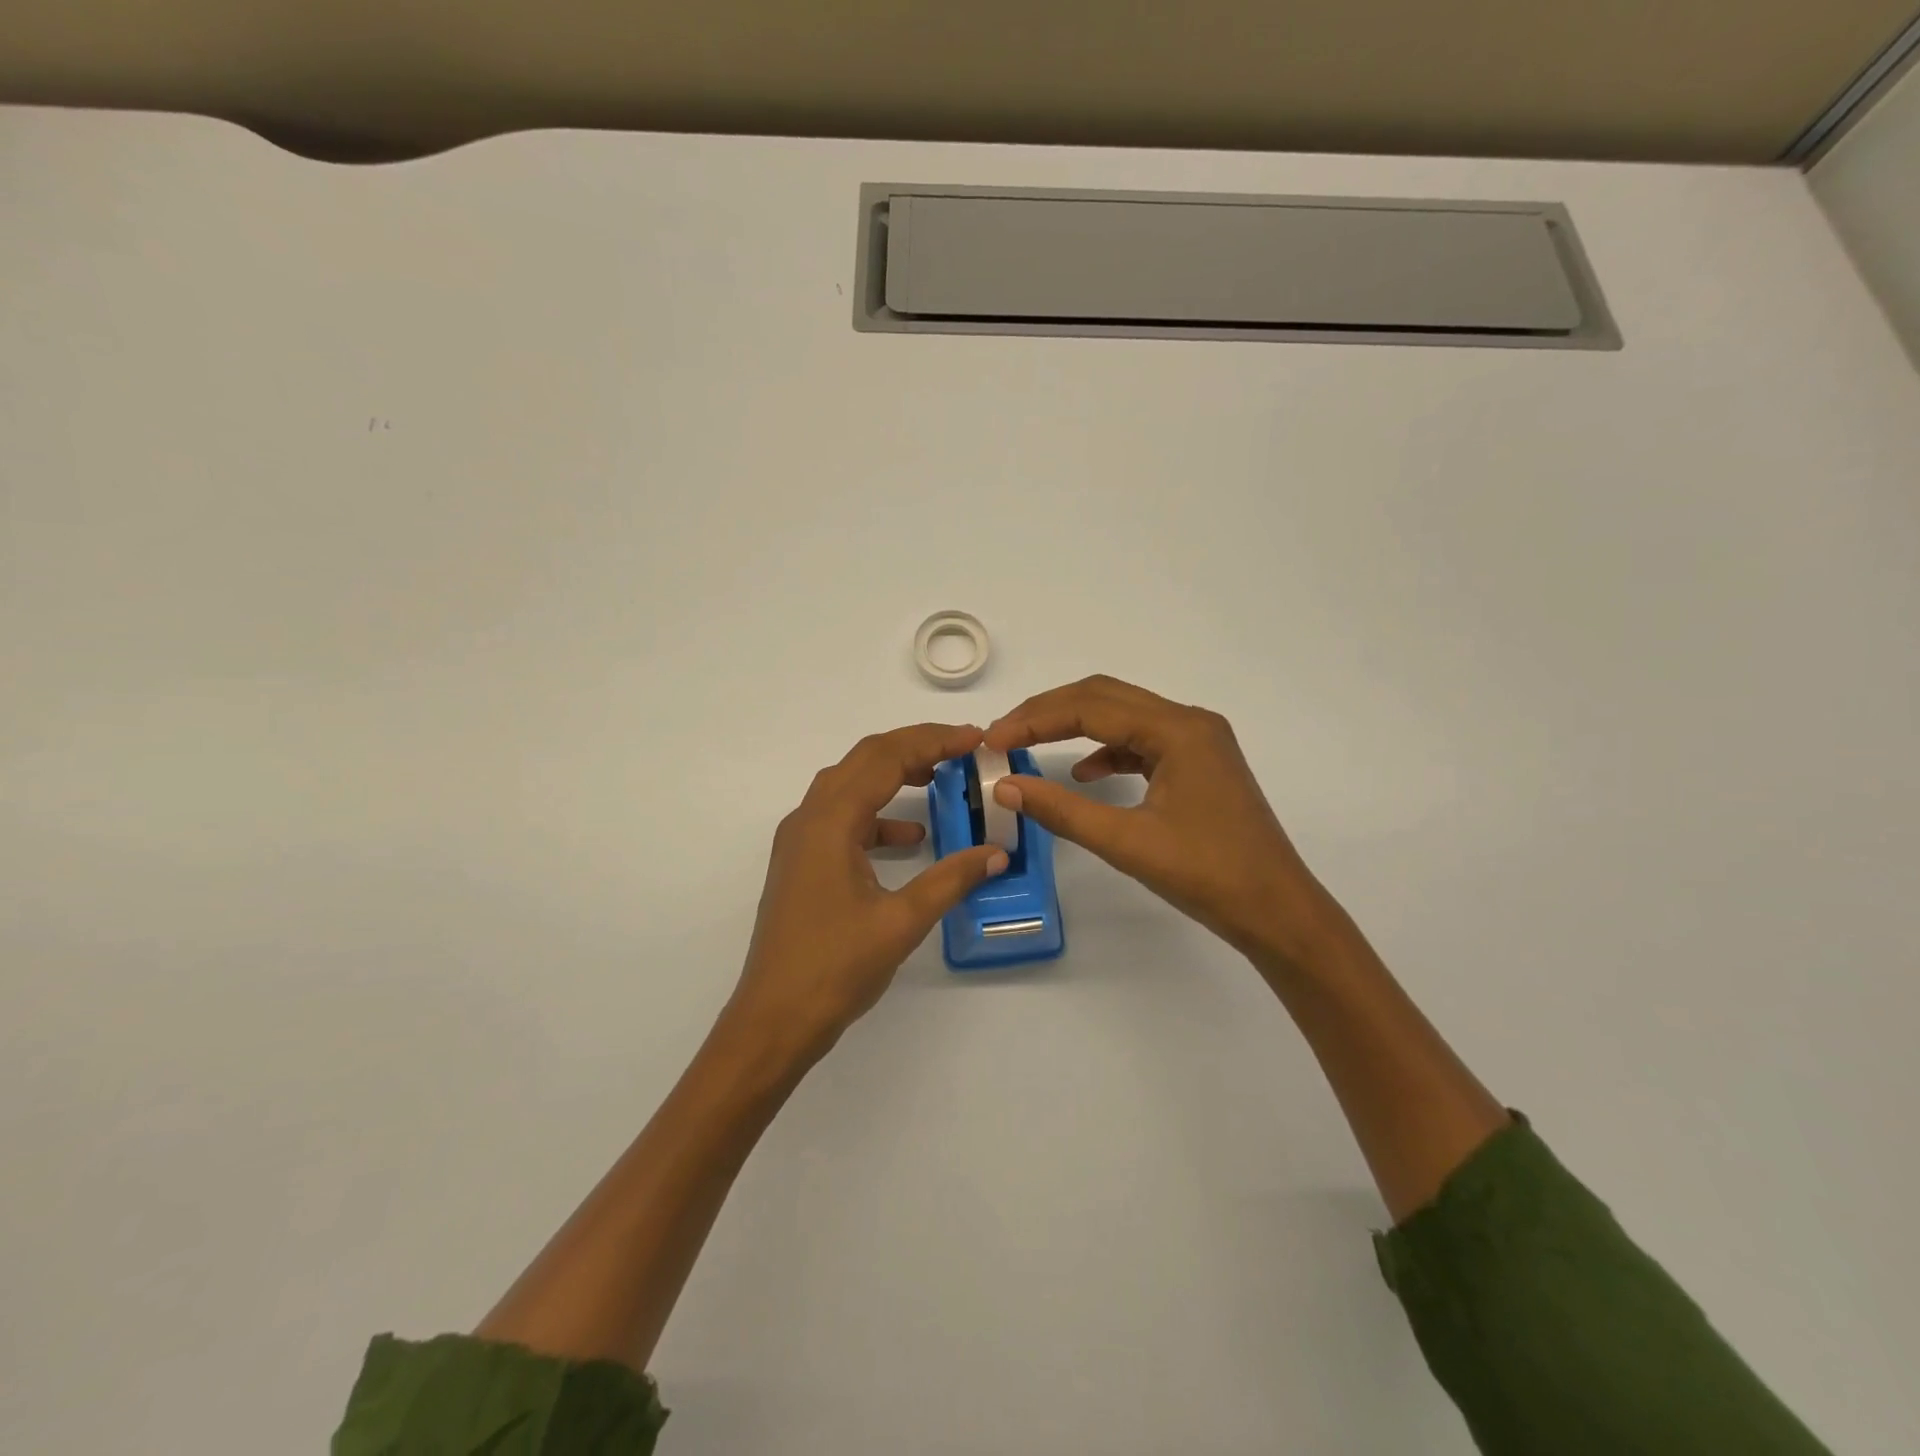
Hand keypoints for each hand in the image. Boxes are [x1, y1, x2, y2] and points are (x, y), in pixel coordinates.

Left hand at [725, 723, 1007, 1066]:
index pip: (885, 758)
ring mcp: (801, 841)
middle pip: (864, 760)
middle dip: (915, 747)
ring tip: (941, 777)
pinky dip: (879, 815)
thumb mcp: (901, 922)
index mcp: (830, 822)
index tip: (975, 739)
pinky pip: (844, 819)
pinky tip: (911, 837)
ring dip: (894, 775)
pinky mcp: (803, 863)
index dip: (933, 741)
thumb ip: (951, 879)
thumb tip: (996, 853)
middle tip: (963, 748)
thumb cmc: (834, 969)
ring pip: (851, 785)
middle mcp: (809, 819)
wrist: (773, 1020)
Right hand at [983, 676, 1331, 966]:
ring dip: (1075, 726)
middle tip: (1004, 735)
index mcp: (1178, 731)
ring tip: (1030, 745)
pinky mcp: (1198, 764)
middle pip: (1105, 698)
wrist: (1278, 912)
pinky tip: (1084, 773)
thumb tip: (1006, 787)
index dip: (1035, 719)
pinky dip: (1106, 750)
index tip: (993, 740)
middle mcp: (1189, 722)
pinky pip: (1141, 741)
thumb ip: (1062, 810)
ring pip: (1123, 716)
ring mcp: (1198, 742)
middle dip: (1050, 712)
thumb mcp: (1127, 843)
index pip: (1090, 706)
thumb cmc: (1208, 877)